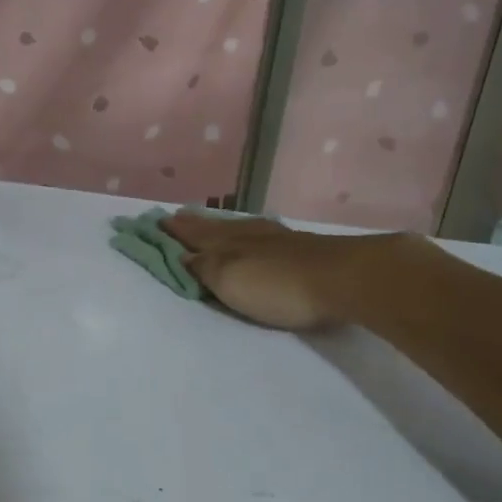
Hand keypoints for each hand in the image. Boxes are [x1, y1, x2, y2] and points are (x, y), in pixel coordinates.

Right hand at [162, 212, 409, 330]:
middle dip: (194, 225)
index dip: (174, 232)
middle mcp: (250, 236)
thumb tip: (182, 256)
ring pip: (240, 229)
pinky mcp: (303, 249)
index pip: (193, 235)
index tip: (155, 222)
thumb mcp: (230, 279)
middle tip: (177, 217)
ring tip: (210, 224)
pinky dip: (250, 234)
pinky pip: (263, 235)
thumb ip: (204, 268)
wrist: (346, 278)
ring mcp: (279, 240)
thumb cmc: (279, 285)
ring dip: (221, 227)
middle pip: (216, 228)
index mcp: (228, 243)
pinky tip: (256, 234)